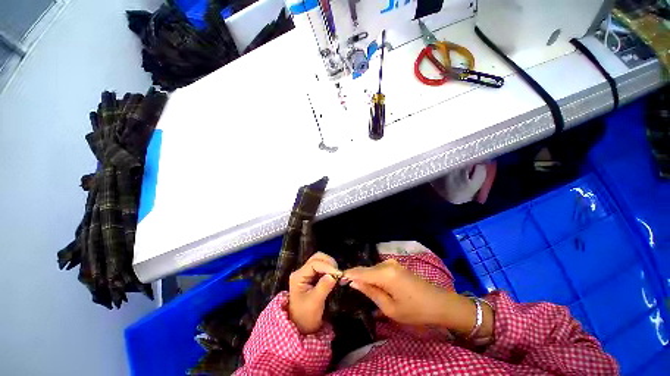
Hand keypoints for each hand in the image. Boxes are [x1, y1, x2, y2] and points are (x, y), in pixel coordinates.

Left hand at [288, 252, 340, 333]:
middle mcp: (302, 271)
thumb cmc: (306, 316)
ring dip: (330, 265)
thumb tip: (334, 275)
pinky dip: (330, 269)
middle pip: (317, 258)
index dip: (327, 266)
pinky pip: (323, 267)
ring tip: (337, 275)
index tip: (339, 274)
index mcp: (298, 276)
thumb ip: (324, 287)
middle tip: (338, 273)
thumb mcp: (315, 303)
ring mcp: (307, 273)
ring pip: (321, 260)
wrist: (302, 327)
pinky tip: (334, 276)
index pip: (314, 263)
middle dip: (329, 263)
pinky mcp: (313, 276)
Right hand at [345, 259, 492, 336]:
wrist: (440, 303)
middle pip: (364, 269)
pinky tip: (371, 285)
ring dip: (364, 277)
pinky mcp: (395, 265)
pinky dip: (372, 276)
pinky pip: (378, 270)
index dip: (347, 274)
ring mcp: (392, 263)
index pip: (359, 272)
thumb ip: (370, 292)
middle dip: (355, 276)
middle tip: (345, 286)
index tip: (336, 278)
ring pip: (371, 269)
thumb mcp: (390, 308)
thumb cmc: (415, 310)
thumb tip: (353, 282)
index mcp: (385, 274)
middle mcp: (386, 264)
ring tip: (357, 287)